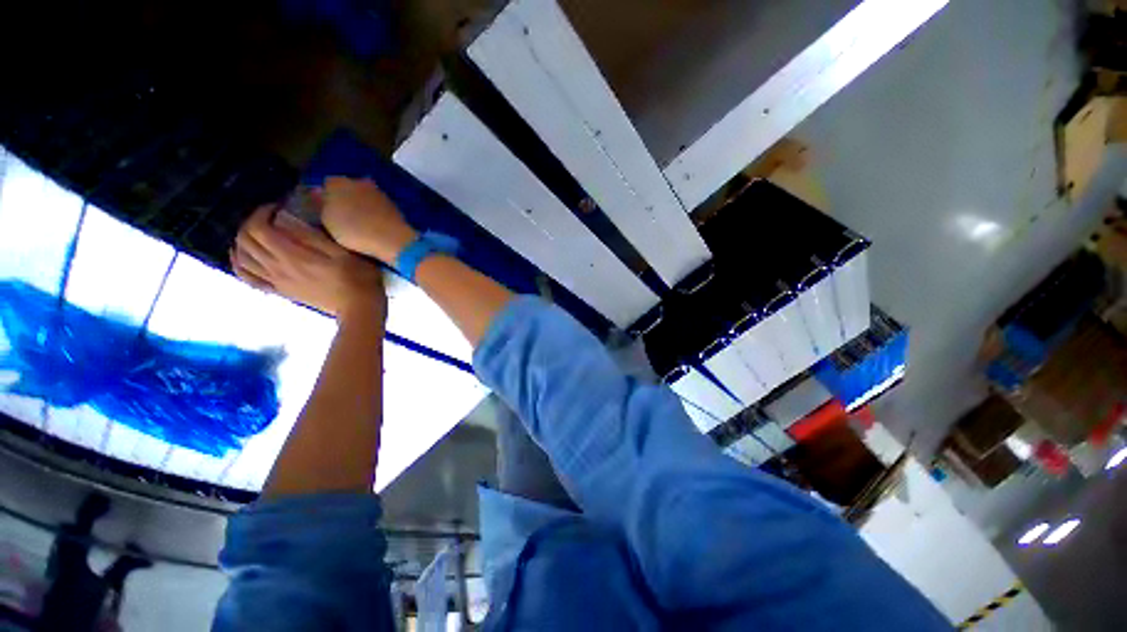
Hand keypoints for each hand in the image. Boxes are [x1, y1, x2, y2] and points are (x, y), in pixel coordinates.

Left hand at [232, 205, 386, 319]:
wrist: (359, 307)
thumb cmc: (357, 278)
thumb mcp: (342, 252)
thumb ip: (313, 236)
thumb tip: (289, 219)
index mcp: (292, 256)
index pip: (259, 228)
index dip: (262, 212)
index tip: (277, 207)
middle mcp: (277, 268)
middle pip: (245, 240)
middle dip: (251, 222)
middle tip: (269, 217)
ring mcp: (276, 281)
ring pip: (242, 258)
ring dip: (242, 241)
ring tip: (257, 233)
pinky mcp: (280, 291)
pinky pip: (248, 278)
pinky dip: (240, 264)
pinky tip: (243, 257)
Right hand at [321, 177, 417, 262]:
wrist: (392, 238)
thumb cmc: (353, 229)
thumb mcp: (327, 220)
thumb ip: (320, 205)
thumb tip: (318, 194)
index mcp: (337, 182)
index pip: (326, 184)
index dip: (325, 197)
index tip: (325, 210)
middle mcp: (358, 181)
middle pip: (347, 188)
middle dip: (344, 199)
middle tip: (342, 217)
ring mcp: (378, 191)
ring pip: (363, 196)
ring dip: (361, 205)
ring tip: (359, 223)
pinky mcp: (392, 204)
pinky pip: (377, 206)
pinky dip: (374, 213)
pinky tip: (374, 225)